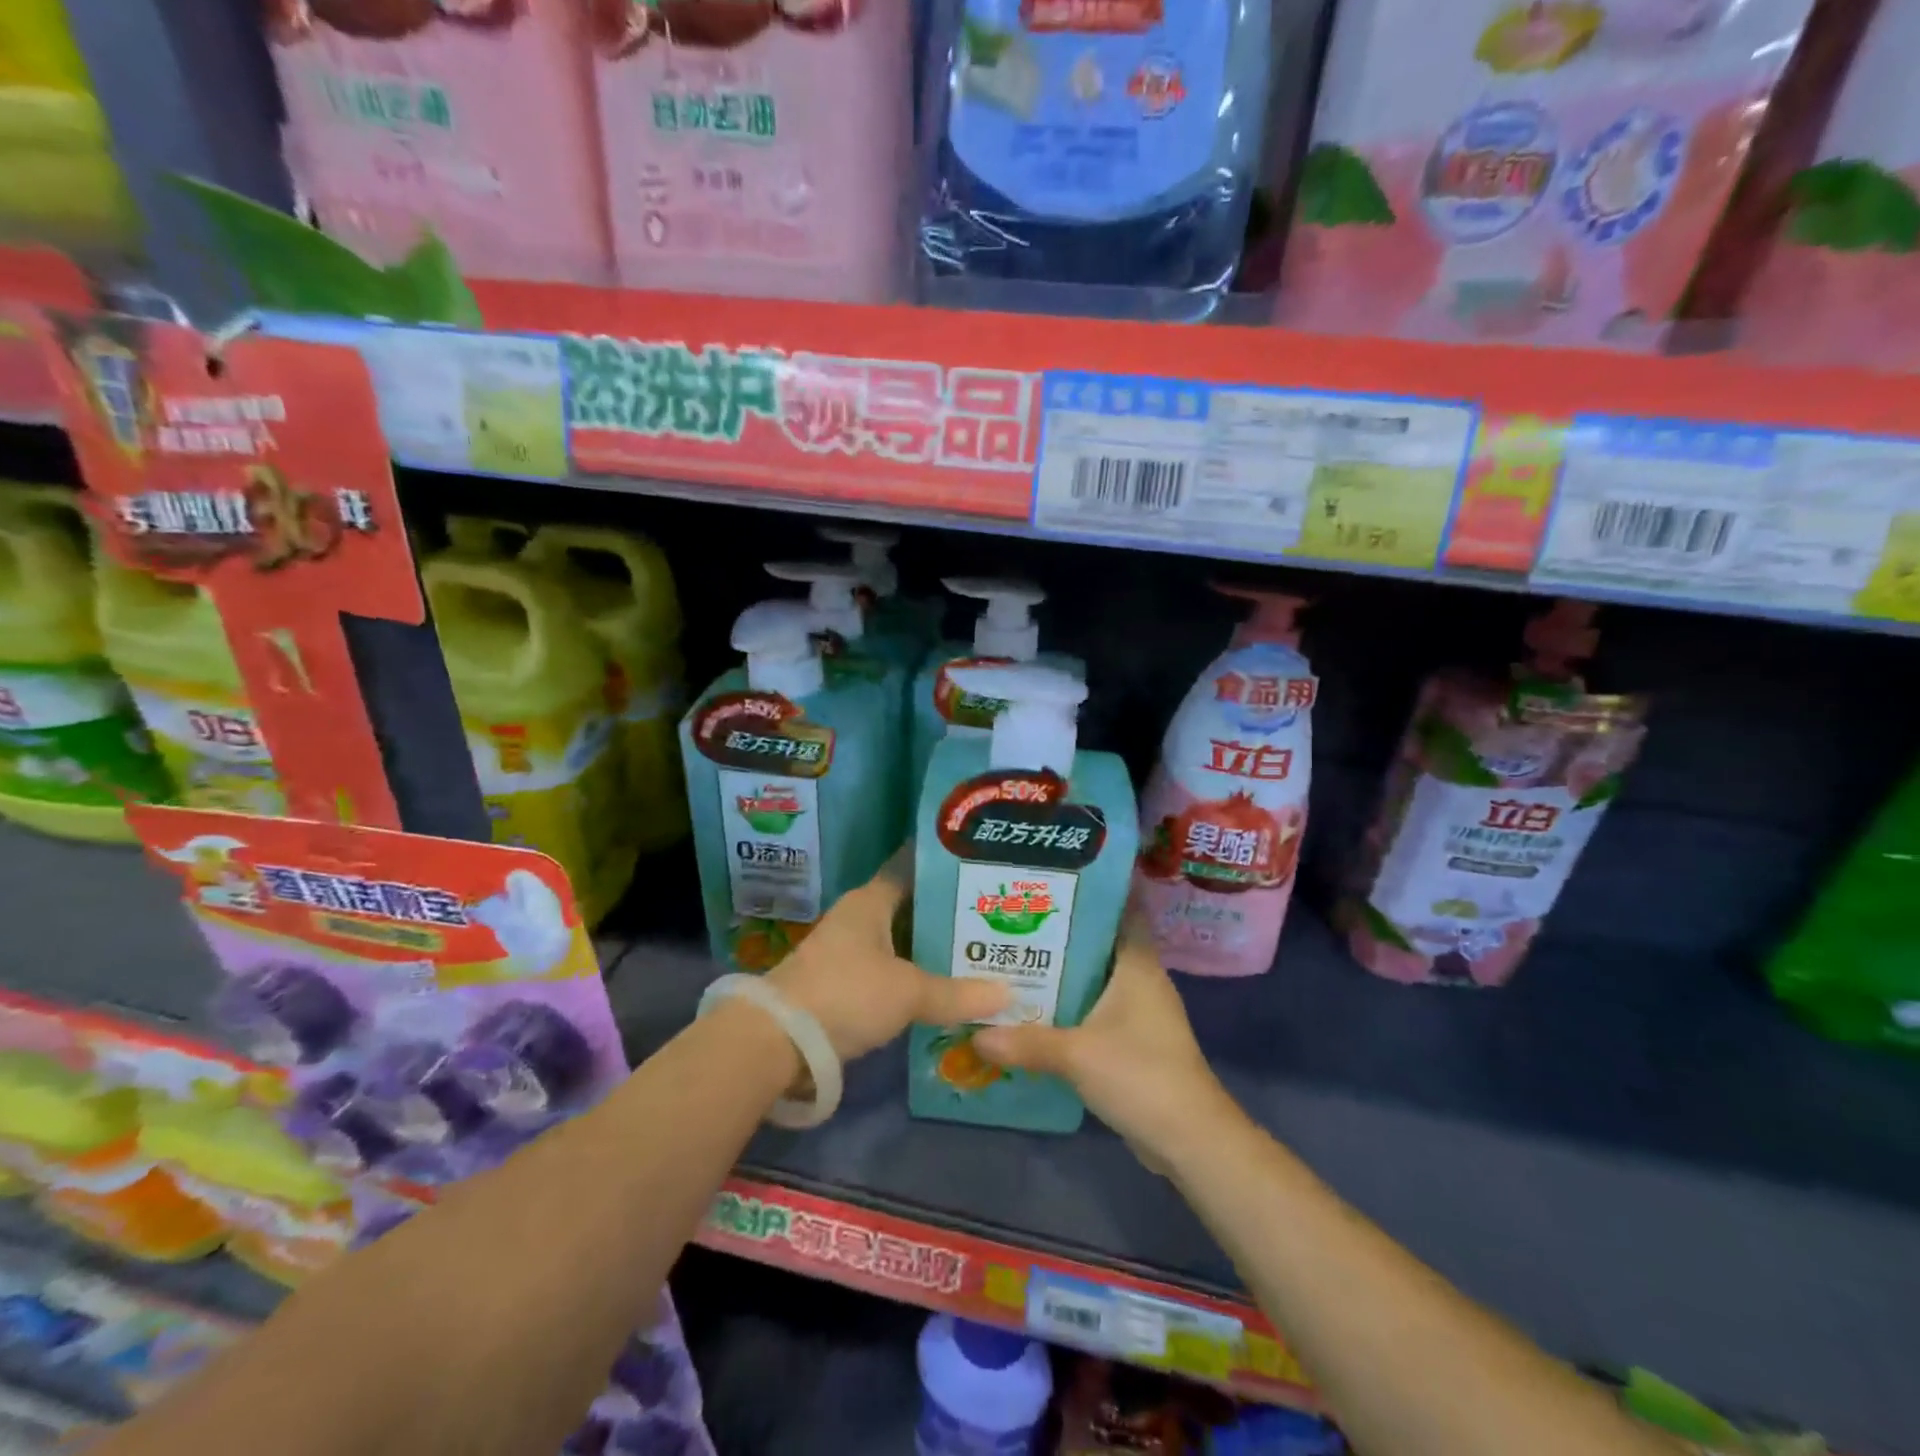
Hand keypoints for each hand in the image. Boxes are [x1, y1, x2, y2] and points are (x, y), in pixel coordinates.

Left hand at [767, 852, 1007, 1062]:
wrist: (778, 1039)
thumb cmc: (847, 993)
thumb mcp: (909, 992)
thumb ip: (958, 994)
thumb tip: (1010, 995)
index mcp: (871, 901)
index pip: (912, 870)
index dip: (945, 870)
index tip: (980, 870)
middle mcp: (858, 918)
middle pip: (910, 909)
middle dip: (948, 915)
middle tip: (994, 917)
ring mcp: (847, 952)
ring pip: (901, 942)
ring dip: (931, 949)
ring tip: (978, 952)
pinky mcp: (841, 984)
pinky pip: (889, 970)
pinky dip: (914, 976)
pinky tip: (943, 988)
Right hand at [973, 909, 1235, 1164]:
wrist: (1190, 1140)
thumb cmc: (1142, 1076)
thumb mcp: (1077, 1055)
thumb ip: (1025, 1041)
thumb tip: (975, 1034)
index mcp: (1137, 964)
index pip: (1120, 910)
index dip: (1090, 892)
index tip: (1051, 879)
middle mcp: (1140, 979)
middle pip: (1098, 943)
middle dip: (1059, 932)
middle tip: (1013, 918)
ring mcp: (1138, 1012)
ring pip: (1094, 978)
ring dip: (1061, 972)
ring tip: (1012, 957)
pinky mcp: (1132, 1041)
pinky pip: (1094, 1009)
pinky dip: (1068, 1005)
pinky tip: (1033, 1009)